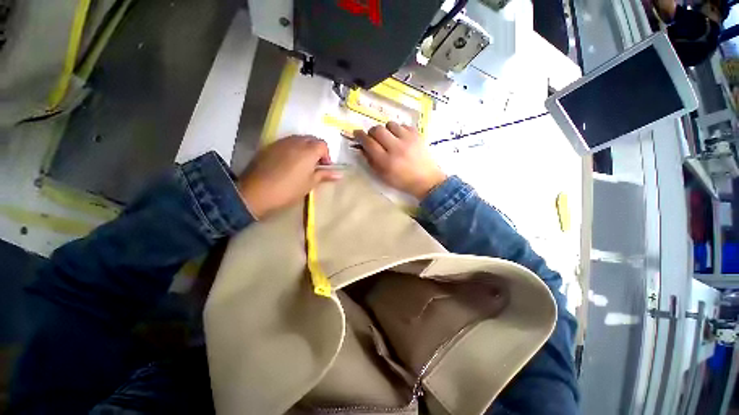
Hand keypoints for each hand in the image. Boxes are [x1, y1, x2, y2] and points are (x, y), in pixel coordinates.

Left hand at [238, 136, 340, 218]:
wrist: (256, 192)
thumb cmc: (289, 189)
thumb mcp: (310, 183)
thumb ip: (324, 175)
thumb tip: (340, 175)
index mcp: (309, 150)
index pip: (323, 145)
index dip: (326, 155)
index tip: (324, 167)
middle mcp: (296, 141)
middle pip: (311, 139)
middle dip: (316, 149)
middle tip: (315, 165)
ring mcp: (281, 142)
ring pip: (298, 139)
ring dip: (304, 148)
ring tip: (302, 163)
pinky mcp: (270, 146)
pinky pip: (286, 142)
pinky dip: (292, 148)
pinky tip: (288, 162)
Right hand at [354, 122, 446, 198]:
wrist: (426, 180)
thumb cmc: (402, 181)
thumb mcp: (383, 176)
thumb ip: (371, 161)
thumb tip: (362, 147)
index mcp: (386, 162)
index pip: (369, 143)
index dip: (360, 136)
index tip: (357, 133)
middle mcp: (396, 148)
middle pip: (378, 130)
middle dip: (372, 132)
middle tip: (373, 138)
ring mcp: (408, 140)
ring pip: (390, 124)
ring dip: (386, 130)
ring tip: (389, 138)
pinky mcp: (417, 135)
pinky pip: (403, 125)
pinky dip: (398, 130)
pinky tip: (400, 138)